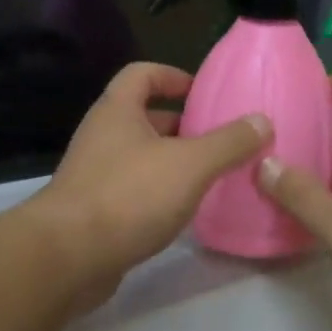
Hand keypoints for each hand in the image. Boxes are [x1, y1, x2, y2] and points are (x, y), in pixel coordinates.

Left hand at [24, 62, 269, 308]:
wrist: (69, 256)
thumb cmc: (130, 196)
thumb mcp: (190, 164)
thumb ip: (229, 142)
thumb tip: (262, 120)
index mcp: (118, 111)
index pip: (142, 74)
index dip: (173, 76)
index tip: (204, 93)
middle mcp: (101, 136)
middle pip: (143, 117)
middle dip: (182, 125)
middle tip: (220, 140)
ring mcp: (93, 174)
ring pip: (140, 156)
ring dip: (172, 162)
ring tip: (211, 176)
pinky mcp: (93, 210)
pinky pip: (132, 190)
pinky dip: (158, 193)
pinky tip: (182, 211)